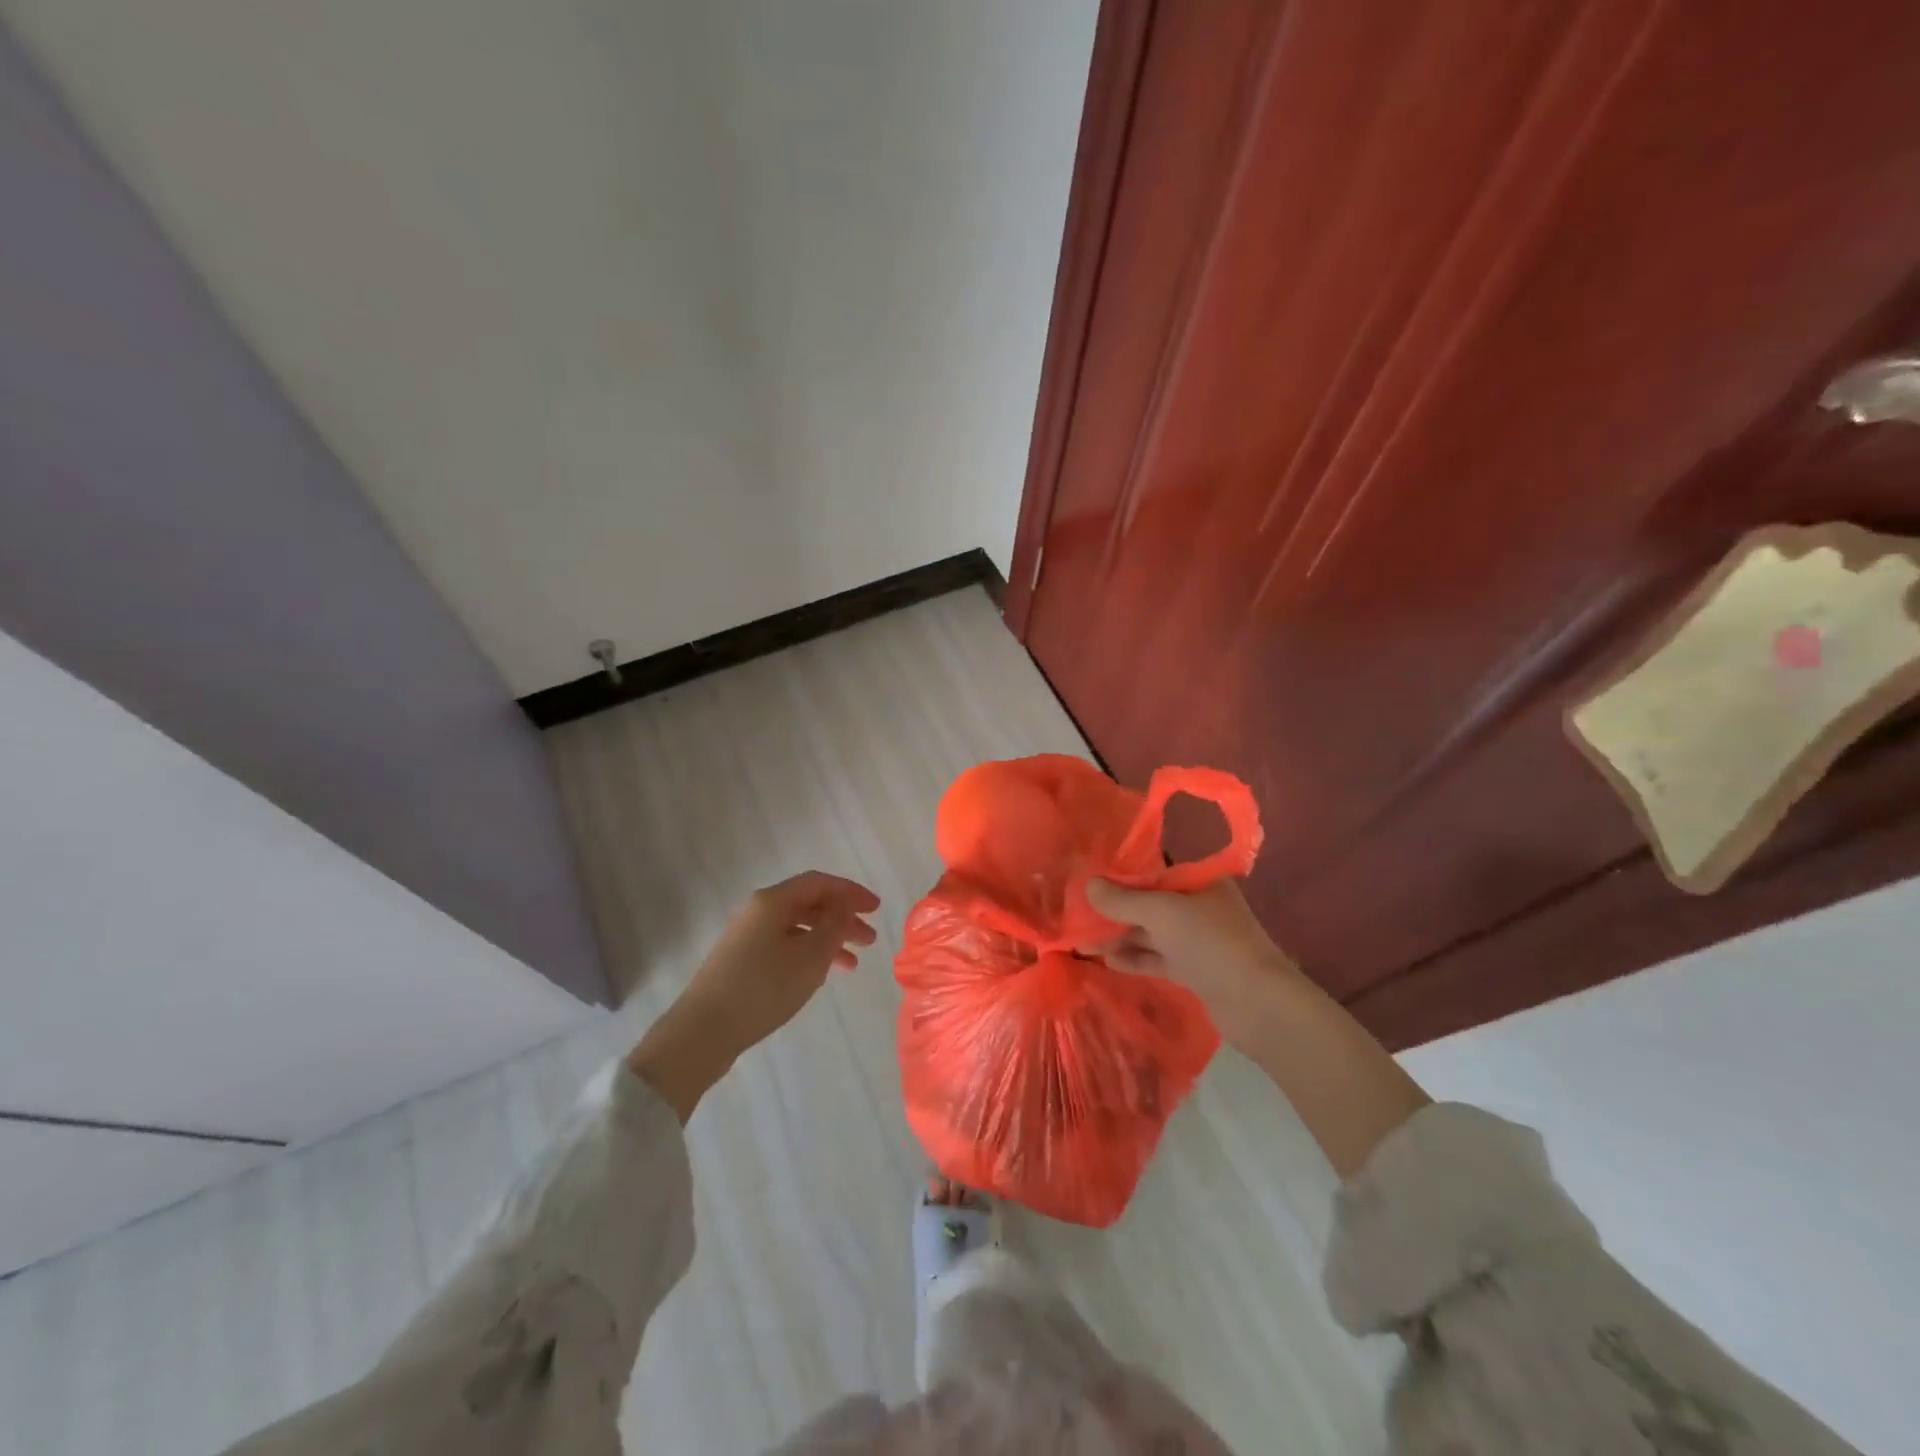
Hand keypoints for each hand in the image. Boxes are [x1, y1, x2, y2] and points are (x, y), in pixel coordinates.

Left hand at [628, 872, 879, 1120]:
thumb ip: (833, 924)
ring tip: (853, 964)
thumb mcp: (810, 956)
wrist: (703, 1031)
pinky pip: (784, 946)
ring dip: (828, 940)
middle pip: (809, 904)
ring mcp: (747, 937)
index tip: (876, 908)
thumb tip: (842, 904)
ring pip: (797, 928)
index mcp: (773, 901)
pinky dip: (808, 955)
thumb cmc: (764, 987)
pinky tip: (821, 976)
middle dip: (842, 918)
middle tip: (870, 939)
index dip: (850, 892)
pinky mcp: (741, 961)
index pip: (819, 883)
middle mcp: (758, 911)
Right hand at [1084, 878, 1300, 1054]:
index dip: (1121, 876)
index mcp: (1200, 881)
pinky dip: (1135, 958)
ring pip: (1152, 932)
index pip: (1154, 870)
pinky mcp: (1197, 971)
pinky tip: (1107, 960)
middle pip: (1150, 902)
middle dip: (1115, 909)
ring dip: (1120, 935)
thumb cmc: (1211, 943)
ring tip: (1083, 941)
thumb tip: (1088, 885)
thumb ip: (1122, 900)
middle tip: (1078, 914)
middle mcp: (1200, 906)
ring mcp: (1199, 940)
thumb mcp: (1161, 913)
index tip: (1089, 880)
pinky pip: (1158, 958)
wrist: (1258, 1004)